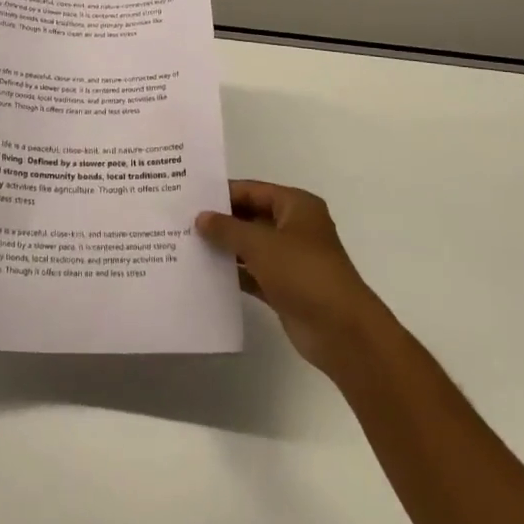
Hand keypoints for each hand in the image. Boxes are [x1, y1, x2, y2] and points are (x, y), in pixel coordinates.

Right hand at [196, 181, 382, 375]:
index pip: (252, 190)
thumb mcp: (260, 244)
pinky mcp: (285, 288)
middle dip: (221, 221)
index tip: (189, 197)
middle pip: (250, 217)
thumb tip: (201, 217)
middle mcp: (294, 228)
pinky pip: (253, 273)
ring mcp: (290, 260)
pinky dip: (234, 273)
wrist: (342, 332)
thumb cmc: (303, 273)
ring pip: (250, 246)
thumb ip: (227, 228)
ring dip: (225, 248)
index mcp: (296, 206)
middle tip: (182, 221)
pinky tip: (205, 274)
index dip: (222, 193)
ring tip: (187, 245)